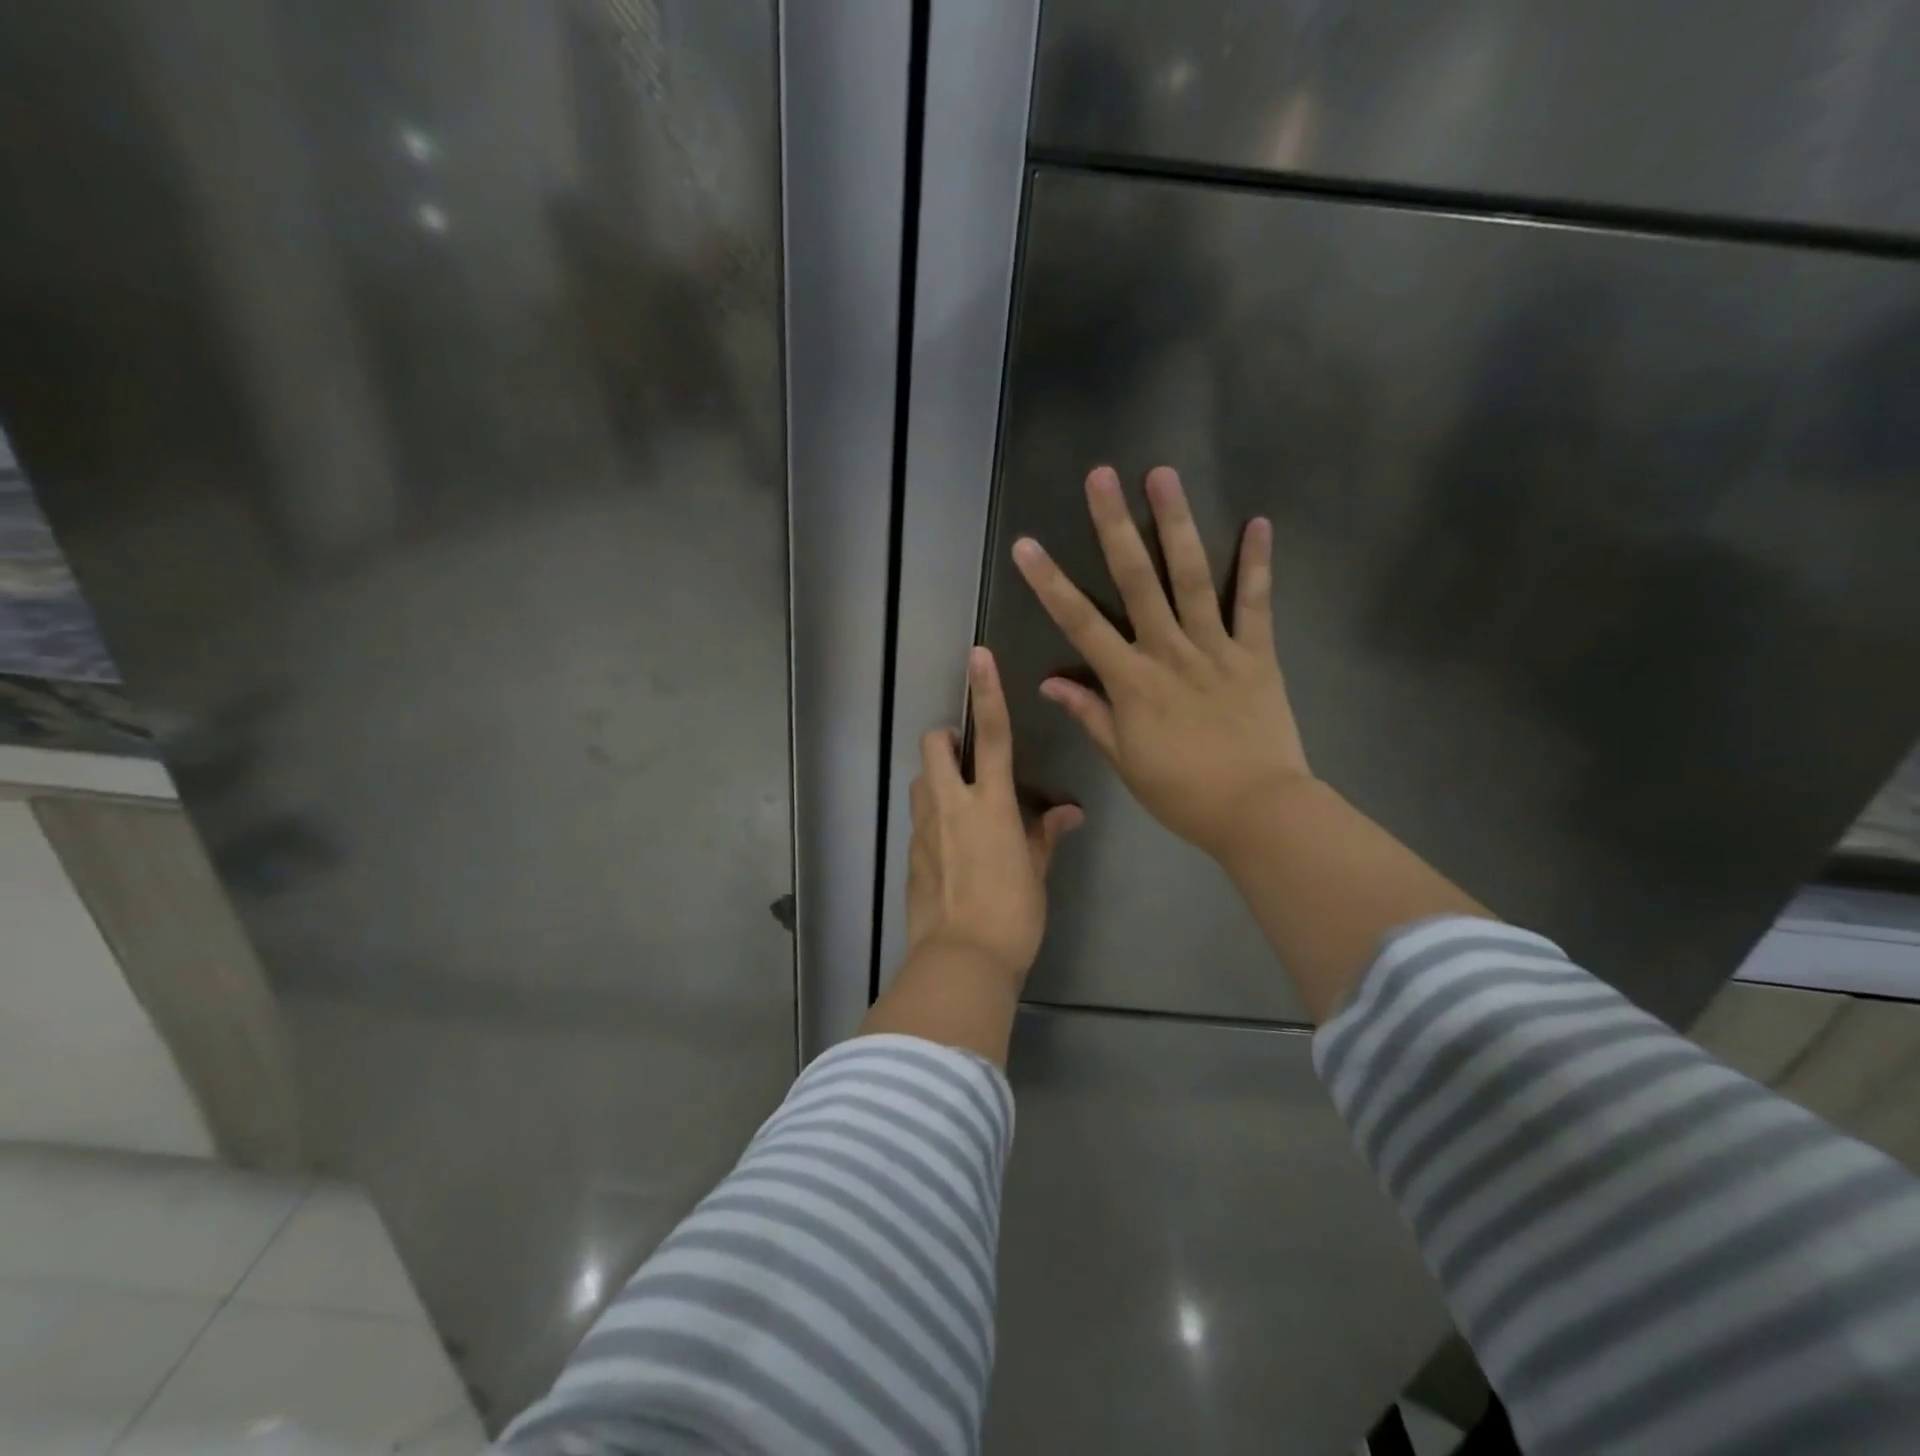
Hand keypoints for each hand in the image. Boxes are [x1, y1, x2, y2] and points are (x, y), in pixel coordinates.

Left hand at [906, 647, 1083, 979]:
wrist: (960, 960)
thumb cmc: (1012, 915)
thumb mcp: (1036, 874)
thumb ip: (1045, 836)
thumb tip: (1068, 813)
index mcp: (991, 805)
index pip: (994, 737)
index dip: (988, 694)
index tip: (978, 657)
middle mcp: (952, 806)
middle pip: (935, 746)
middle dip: (946, 737)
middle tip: (965, 755)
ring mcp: (924, 829)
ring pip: (921, 779)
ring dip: (936, 776)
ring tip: (960, 801)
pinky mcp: (910, 854)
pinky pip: (918, 818)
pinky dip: (932, 815)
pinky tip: (950, 845)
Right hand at [1012, 465, 1312, 863]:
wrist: (1257, 810)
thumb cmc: (1181, 792)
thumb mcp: (1124, 760)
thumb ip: (1090, 714)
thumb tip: (1050, 682)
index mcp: (1131, 681)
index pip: (1080, 624)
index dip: (1050, 584)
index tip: (1027, 547)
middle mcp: (1169, 652)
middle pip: (1136, 581)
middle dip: (1115, 526)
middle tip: (1101, 477)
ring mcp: (1216, 648)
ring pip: (1192, 578)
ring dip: (1176, 524)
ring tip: (1163, 476)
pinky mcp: (1257, 654)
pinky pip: (1256, 604)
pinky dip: (1257, 564)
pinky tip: (1258, 522)